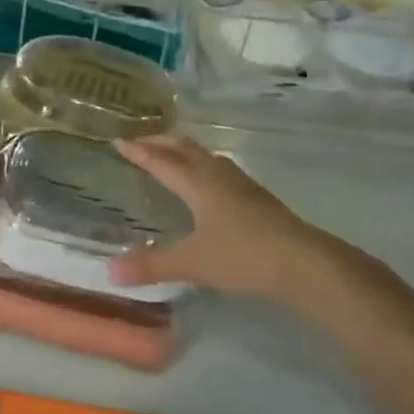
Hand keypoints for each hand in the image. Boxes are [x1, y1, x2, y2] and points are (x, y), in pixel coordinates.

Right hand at [108, 135, 363, 307]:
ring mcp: (242, 186)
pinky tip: (210, 184)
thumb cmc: (243, 256)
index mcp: (198, 183)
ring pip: (207, 157)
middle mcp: (218, 176)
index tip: (118, 141)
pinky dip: (205, 167)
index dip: (139, 151)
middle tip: (141, 141)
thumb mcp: (192, 262)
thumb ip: (151, 266)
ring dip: (186, 152)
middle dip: (161, 143)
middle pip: (186, 149)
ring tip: (173, 155)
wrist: (304, 263)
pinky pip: (223, 171)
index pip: (161, 161)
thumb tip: (109, 271)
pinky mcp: (259, 199)